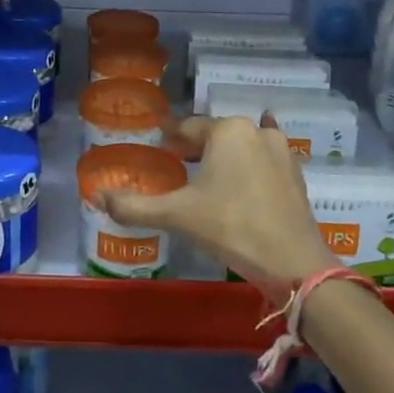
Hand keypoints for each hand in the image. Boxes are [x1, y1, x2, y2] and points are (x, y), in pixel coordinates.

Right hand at [105, 114, 333, 296]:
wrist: (293, 263)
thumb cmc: (231, 227)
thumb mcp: (178, 216)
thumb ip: (135, 206)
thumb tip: (97, 197)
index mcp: (228, 130)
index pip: (188, 128)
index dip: (170, 140)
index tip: (157, 150)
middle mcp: (256, 131)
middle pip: (217, 135)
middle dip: (197, 148)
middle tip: (177, 166)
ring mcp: (282, 151)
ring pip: (243, 146)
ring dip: (225, 156)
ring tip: (208, 178)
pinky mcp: (296, 175)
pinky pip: (264, 162)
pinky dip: (249, 168)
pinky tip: (243, 180)